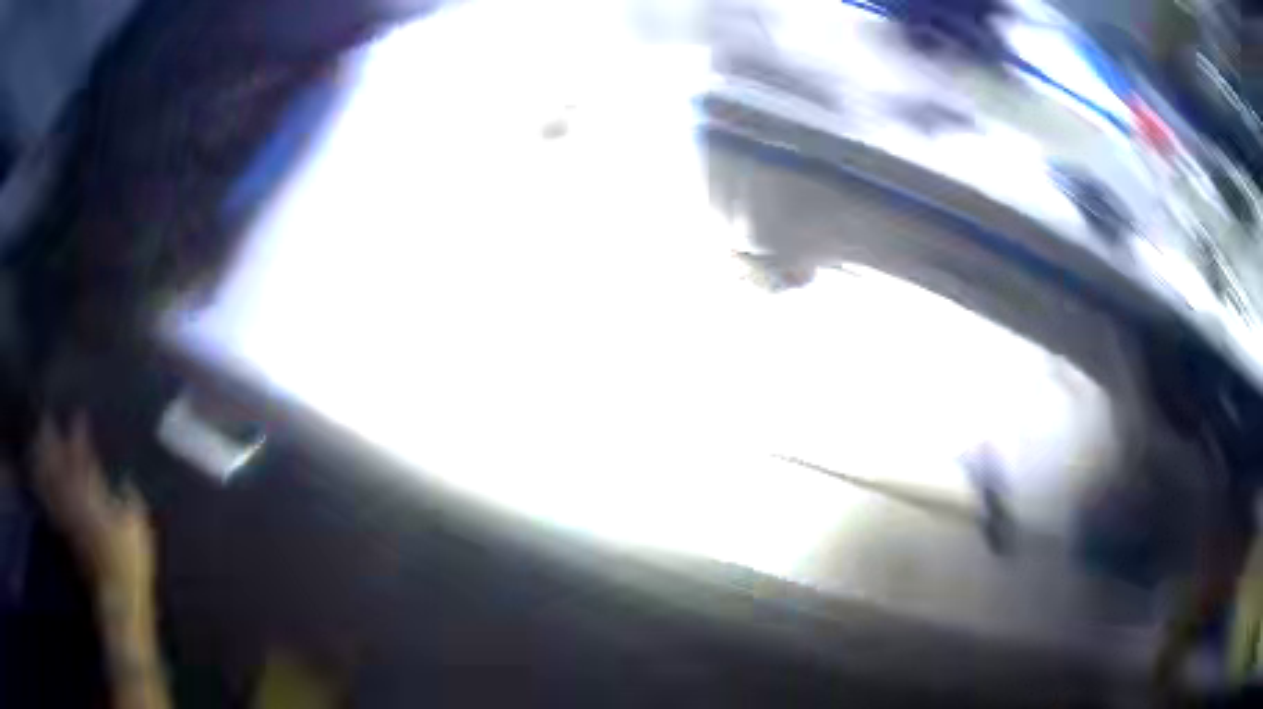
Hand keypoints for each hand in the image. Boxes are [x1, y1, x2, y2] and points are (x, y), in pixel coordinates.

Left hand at [32, 413, 154, 599]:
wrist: (117, 601)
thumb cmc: (131, 564)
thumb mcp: (138, 528)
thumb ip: (129, 499)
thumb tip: (124, 480)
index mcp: (92, 495)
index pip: (82, 455)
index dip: (79, 434)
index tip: (79, 416)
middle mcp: (73, 499)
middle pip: (57, 462)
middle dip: (50, 440)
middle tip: (47, 418)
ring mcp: (65, 516)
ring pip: (48, 479)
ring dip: (42, 460)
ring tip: (38, 442)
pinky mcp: (63, 533)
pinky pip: (49, 501)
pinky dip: (43, 486)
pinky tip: (40, 479)